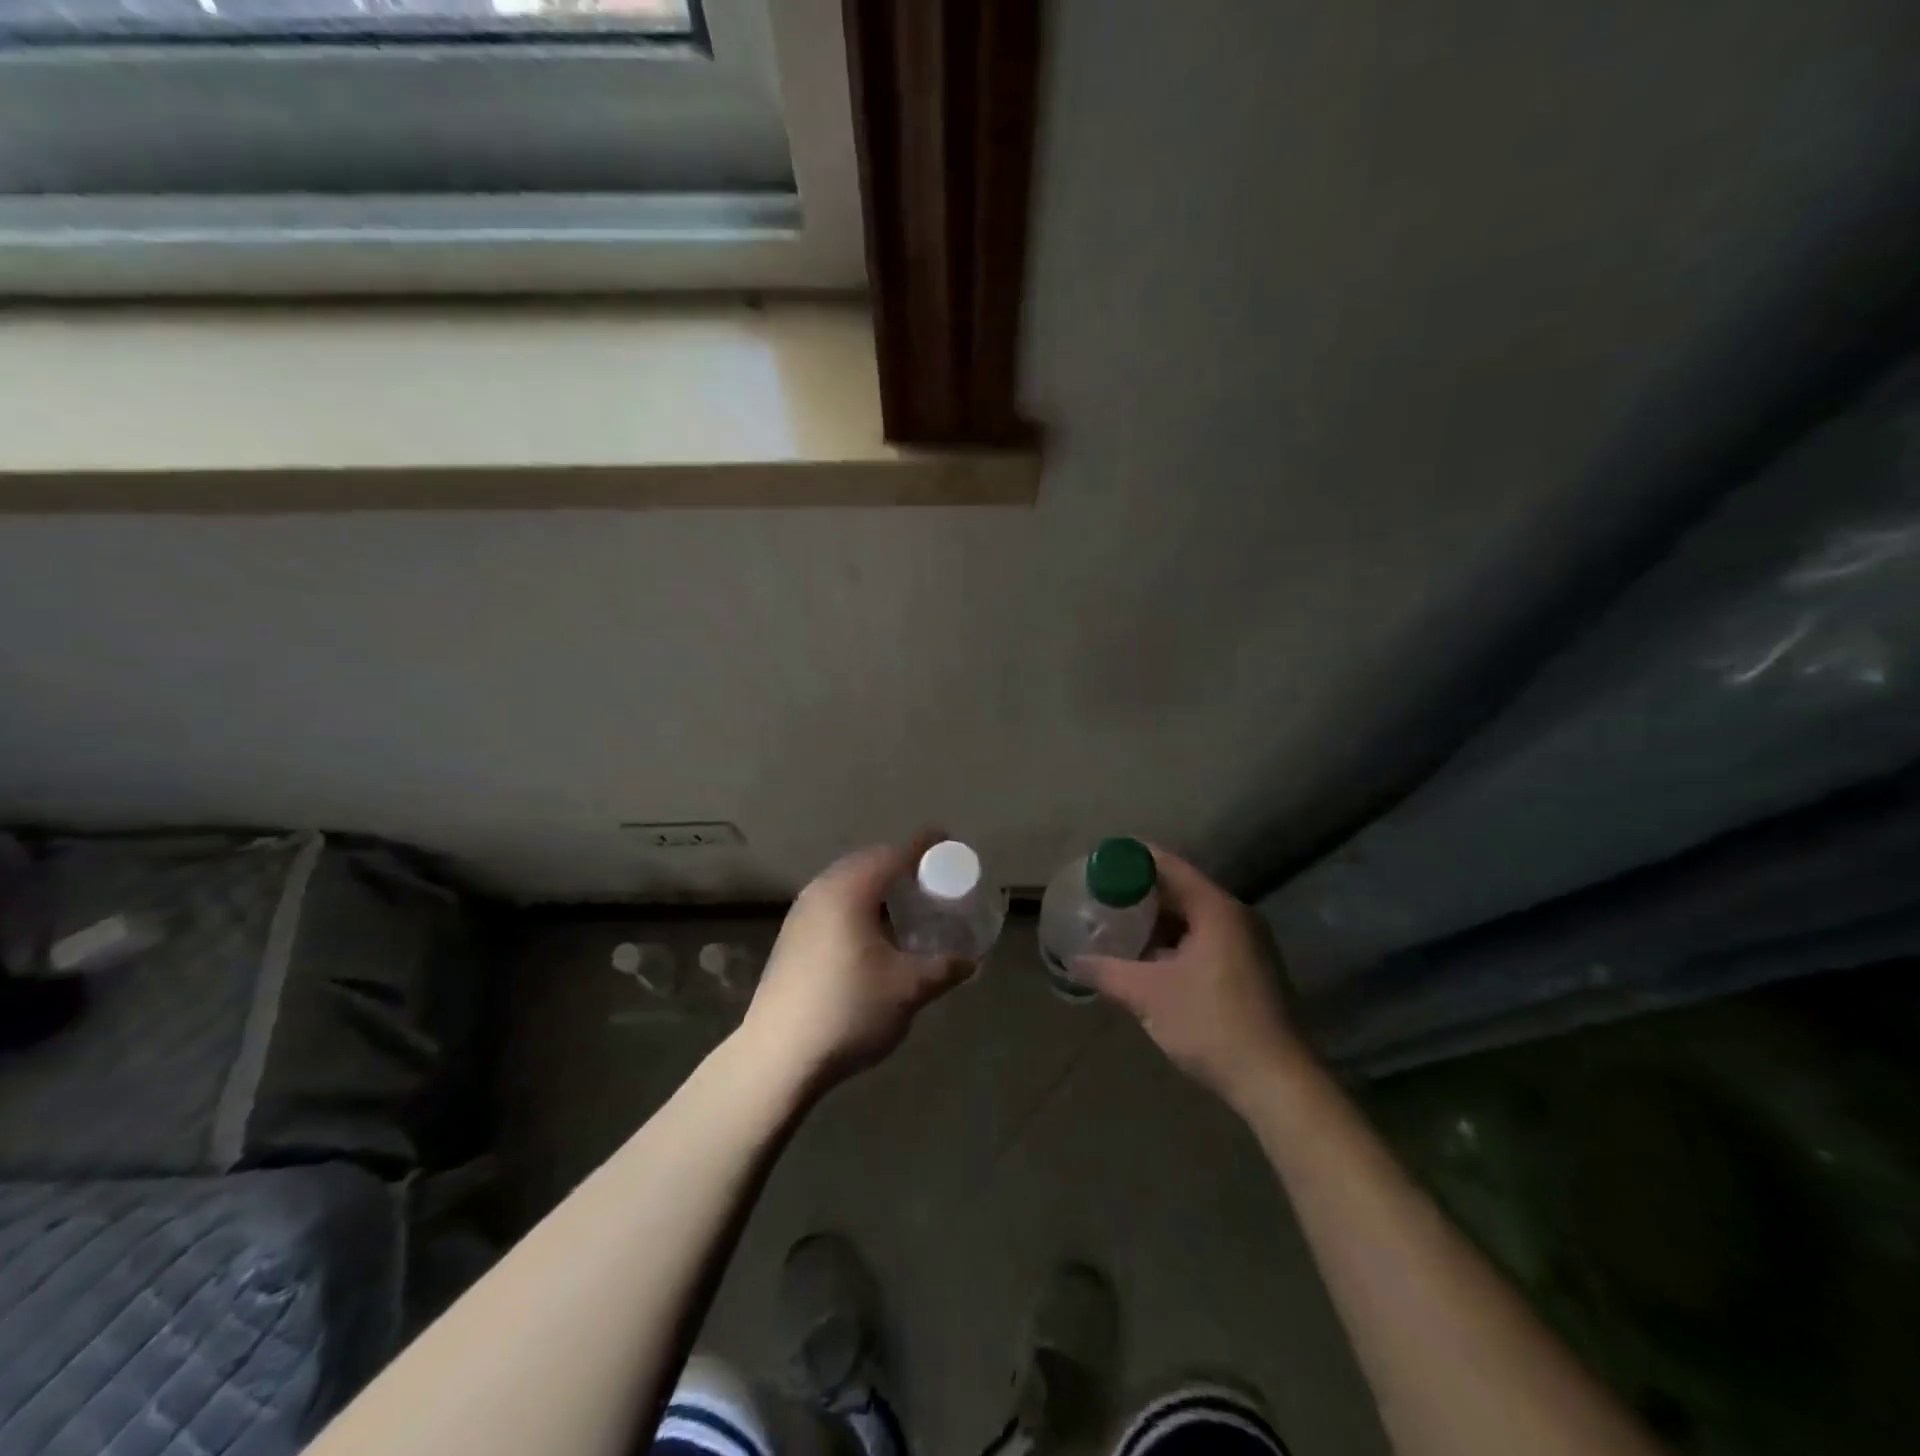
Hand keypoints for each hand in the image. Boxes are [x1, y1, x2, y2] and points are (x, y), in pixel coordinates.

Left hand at [739, 837, 971, 1089]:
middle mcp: (821, 890)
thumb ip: (944, 968)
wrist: (777, 1056)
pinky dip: (859, 903)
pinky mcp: (792, 936)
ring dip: (878, 885)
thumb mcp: (908, 989)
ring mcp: (801, 913)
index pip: (895, 853)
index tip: (949, 842)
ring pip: (847, 882)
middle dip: (902, 864)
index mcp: (850, 890)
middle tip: (932, 879)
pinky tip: (872, 932)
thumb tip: (970, 961)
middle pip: (869, 862)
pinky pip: (834, 902)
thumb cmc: (848, 1010)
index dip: (925, 846)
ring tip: (905, 905)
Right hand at [1076, 845, 1305, 1114]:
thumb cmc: (1212, 1025)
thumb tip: (1073, 962)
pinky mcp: (1251, 969)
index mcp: (1216, 908)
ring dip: (1157, 921)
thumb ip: (1107, 972)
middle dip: (1140, 893)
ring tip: (1118, 926)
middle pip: (1180, 889)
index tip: (1097, 864)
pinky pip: (1205, 939)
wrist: (1278, 1083)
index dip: (1130, 859)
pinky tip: (1149, 959)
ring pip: (1193, 917)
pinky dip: (1175, 942)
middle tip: (1101, 897)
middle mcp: (1236, 916)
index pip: (1167, 865)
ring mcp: (1248, 943)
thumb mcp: (1149, 996)